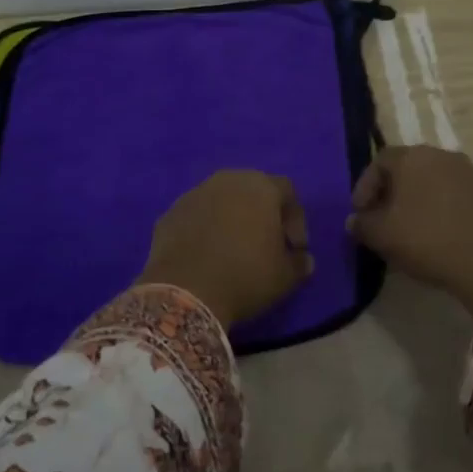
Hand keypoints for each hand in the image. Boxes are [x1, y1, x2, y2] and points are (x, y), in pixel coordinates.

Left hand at [139, 170, 313, 327]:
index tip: (295, 248)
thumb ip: (299, 263)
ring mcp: (194, 194)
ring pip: (221, 201)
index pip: (287, 192)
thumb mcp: (285, 277)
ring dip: (231, 220)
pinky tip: (206, 257)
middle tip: (266, 246)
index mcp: (261, 186)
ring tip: (234, 252)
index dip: (296, 219)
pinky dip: (205, 230)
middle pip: (252, 190)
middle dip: (263, 215)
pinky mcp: (169, 213)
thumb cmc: (245, 275)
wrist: (184, 291)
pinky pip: (196, 217)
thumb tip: (303, 259)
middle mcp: (227, 180)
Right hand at [347, 147, 472, 312]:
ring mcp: (466, 170)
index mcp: (412, 156)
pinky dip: (438, 204)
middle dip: (390, 191)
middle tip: (381, 218)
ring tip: (408, 226)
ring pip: (430, 178)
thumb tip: (355, 220)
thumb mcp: (382, 235)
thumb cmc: (426, 240)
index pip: (379, 162)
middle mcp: (439, 154)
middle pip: (406, 167)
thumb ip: (361, 224)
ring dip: (415, 198)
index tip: (360, 213)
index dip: (365, 187)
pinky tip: (435, 229)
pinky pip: (451, 191)